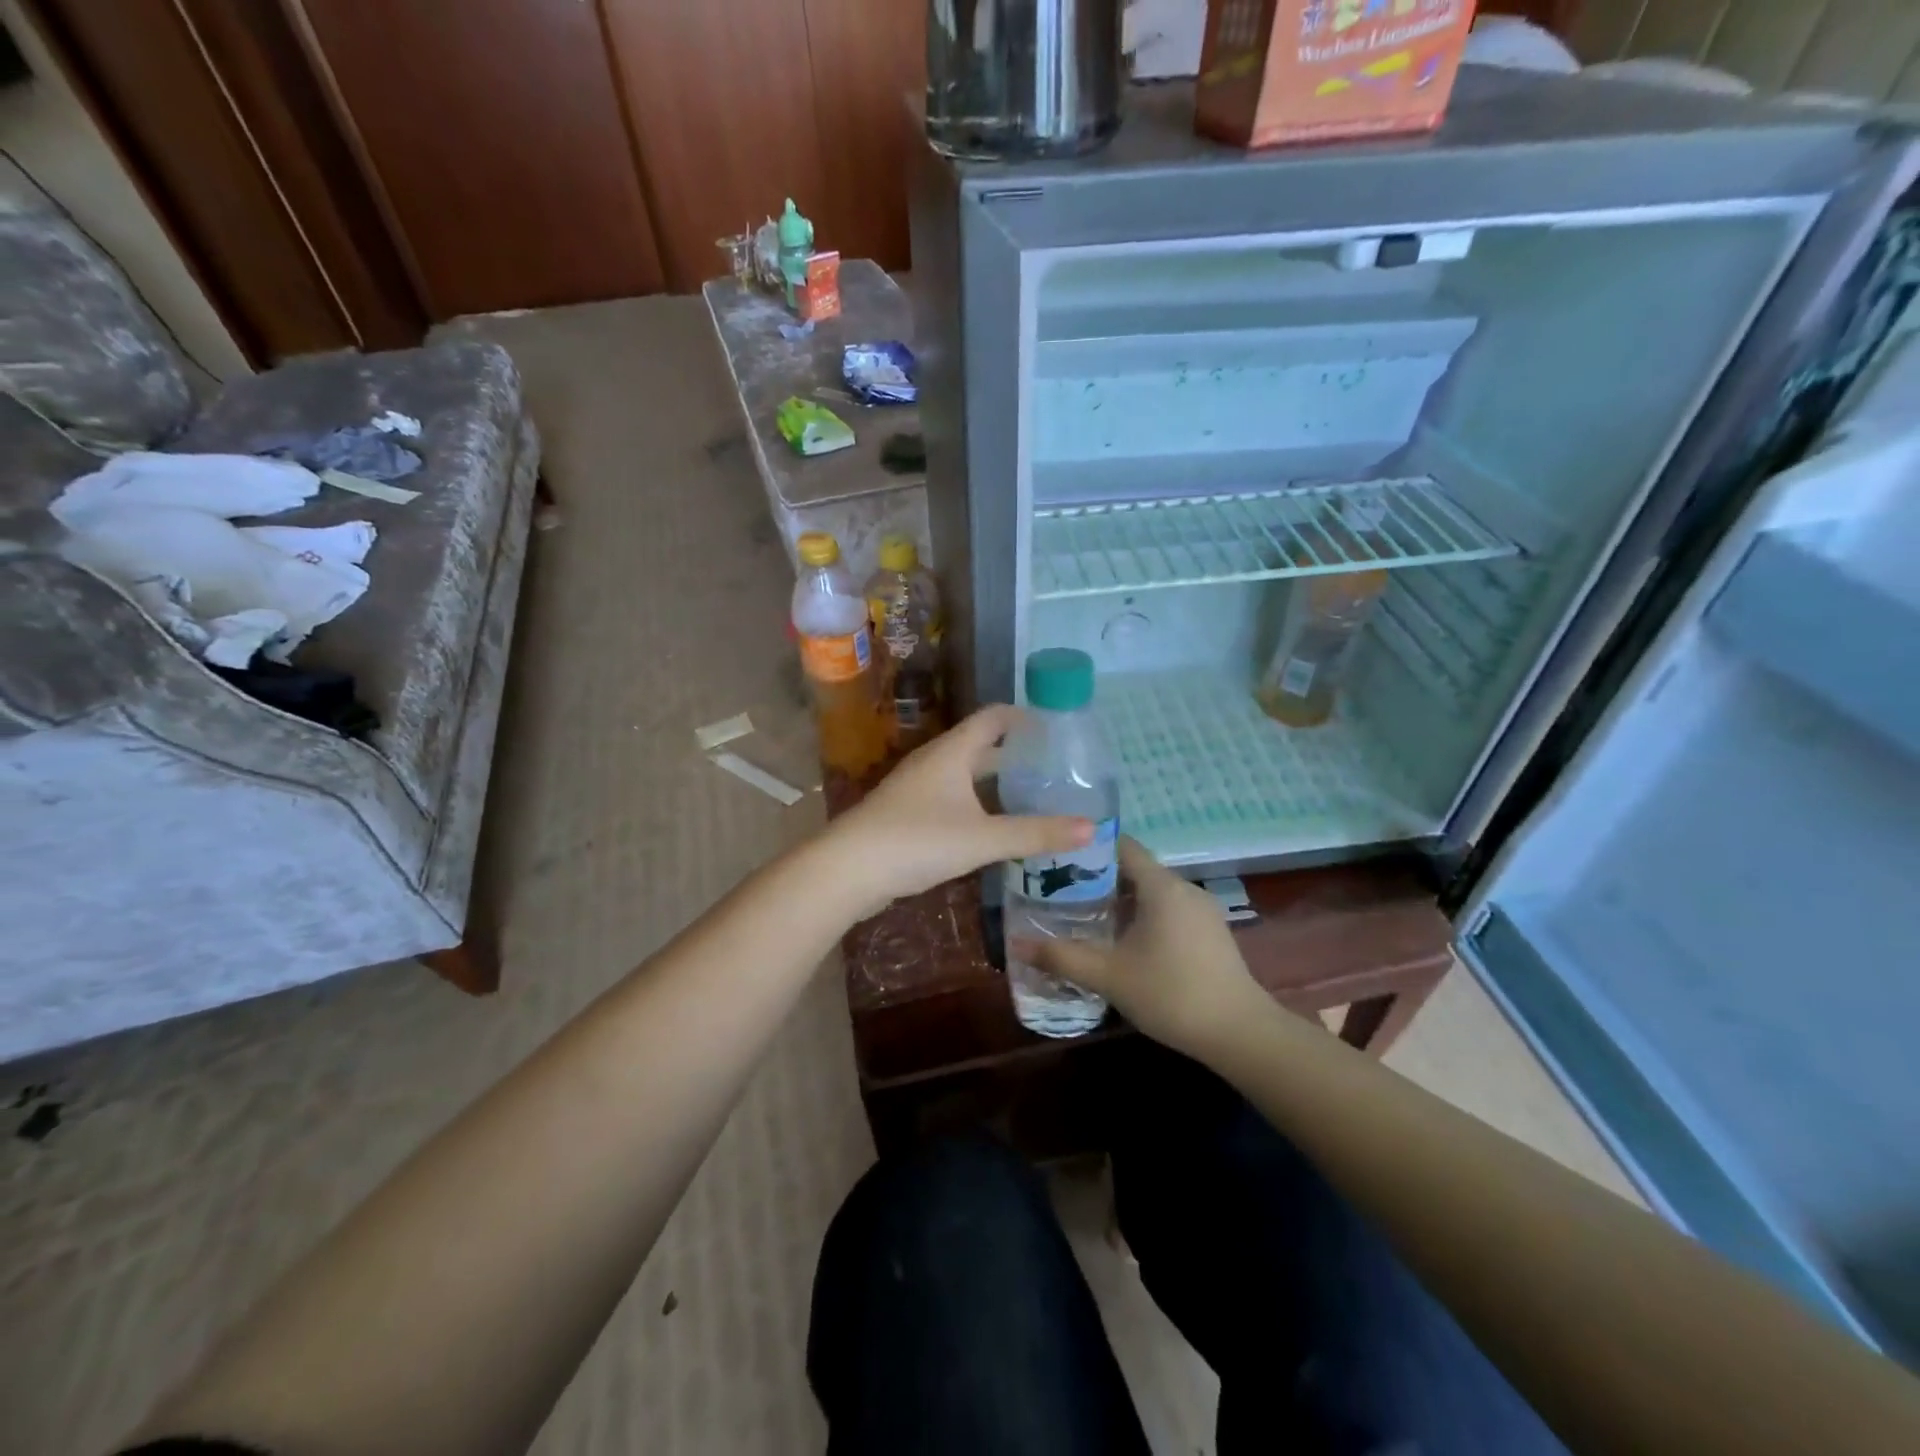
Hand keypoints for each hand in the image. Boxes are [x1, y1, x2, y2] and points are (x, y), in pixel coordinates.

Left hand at [819, 704, 1092, 919]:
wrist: (848, 870)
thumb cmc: (917, 841)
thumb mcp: (983, 838)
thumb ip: (1035, 833)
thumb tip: (1092, 828)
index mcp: (952, 752)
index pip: (993, 718)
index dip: (1024, 717)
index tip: (1055, 728)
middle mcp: (934, 761)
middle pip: (980, 746)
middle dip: (1014, 754)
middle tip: (1052, 768)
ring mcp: (916, 788)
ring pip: (964, 774)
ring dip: (994, 781)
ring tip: (1029, 795)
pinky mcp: (906, 814)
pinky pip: (950, 798)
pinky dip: (975, 803)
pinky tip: (990, 826)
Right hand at [1014, 836, 1270, 1060]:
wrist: (1241, 1033)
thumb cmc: (1171, 993)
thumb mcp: (1109, 976)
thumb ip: (1062, 957)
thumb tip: (1016, 945)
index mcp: (1161, 886)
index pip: (1121, 846)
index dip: (1088, 848)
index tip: (1057, 859)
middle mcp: (1183, 888)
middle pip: (1134, 869)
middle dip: (1097, 879)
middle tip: (1059, 893)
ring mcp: (1202, 911)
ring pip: (1152, 893)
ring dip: (1120, 901)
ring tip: (1084, 918)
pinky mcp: (1211, 933)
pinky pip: (1168, 911)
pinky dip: (1143, 917)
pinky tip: (1123, 944)